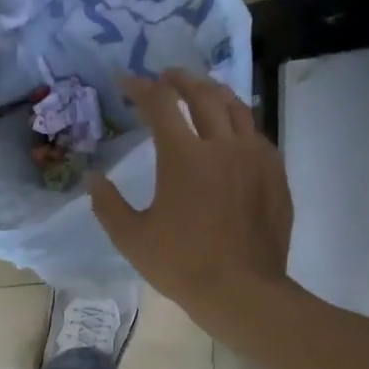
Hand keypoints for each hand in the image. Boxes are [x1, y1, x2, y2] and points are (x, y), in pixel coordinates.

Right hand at [89, 69, 292, 327]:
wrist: (242, 291)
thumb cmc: (182, 265)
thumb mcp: (132, 239)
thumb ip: (108, 204)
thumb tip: (93, 178)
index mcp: (184, 156)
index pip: (160, 104)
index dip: (141, 88)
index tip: (126, 82)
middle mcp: (222, 145)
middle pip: (203, 94)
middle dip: (181, 80)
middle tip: (166, 77)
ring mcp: (255, 157)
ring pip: (237, 108)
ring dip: (215, 92)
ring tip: (203, 91)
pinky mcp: (276, 174)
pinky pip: (257, 135)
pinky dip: (240, 124)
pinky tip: (234, 135)